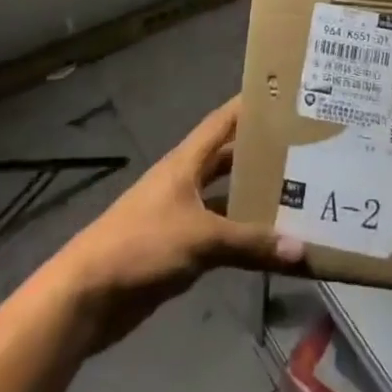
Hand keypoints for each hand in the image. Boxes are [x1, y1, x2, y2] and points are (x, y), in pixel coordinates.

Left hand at [46, 97, 303, 352]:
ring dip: (253, 197)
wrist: (87, 296)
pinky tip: (269, 242)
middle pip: (228, 158)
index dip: (249, 106)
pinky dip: (241, 236)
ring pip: (225, 198)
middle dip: (260, 153)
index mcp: (186, 162)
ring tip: (299, 193)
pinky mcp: (178, 249)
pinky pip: (219, 234)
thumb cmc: (142, 245)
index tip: (283, 95)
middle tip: (304, 148)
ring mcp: (180, 215)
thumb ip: (250, 242)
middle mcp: (185, 181)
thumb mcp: (201, 238)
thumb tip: (302, 250)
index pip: (222, 122)